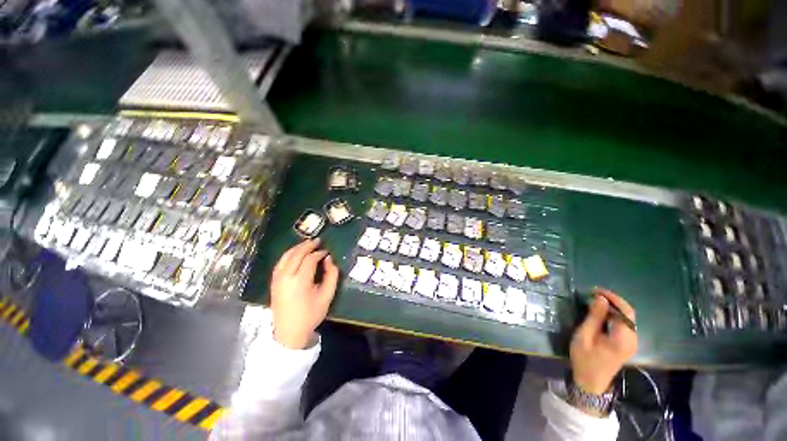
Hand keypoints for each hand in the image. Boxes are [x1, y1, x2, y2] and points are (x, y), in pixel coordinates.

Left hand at [270, 239, 339, 349]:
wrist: (289, 332)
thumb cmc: (311, 314)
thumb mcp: (327, 296)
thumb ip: (331, 275)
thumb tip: (329, 259)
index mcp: (300, 281)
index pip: (310, 259)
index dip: (319, 253)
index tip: (327, 251)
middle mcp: (286, 277)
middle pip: (296, 254)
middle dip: (308, 245)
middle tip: (318, 240)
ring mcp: (277, 279)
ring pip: (286, 256)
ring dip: (297, 248)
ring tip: (307, 243)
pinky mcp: (273, 282)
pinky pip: (280, 262)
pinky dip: (288, 254)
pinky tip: (295, 253)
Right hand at [570, 288, 637, 401]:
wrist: (590, 381)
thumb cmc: (584, 358)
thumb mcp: (584, 335)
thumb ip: (594, 317)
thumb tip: (600, 298)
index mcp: (623, 338)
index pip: (625, 312)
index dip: (613, 298)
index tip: (596, 290)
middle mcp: (632, 339)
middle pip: (629, 314)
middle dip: (613, 301)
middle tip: (594, 294)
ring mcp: (631, 342)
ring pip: (627, 319)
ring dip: (614, 308)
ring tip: (595, 301)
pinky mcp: (627, 344)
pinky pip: (625, 325)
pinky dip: (614, 315)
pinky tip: (602, 314)